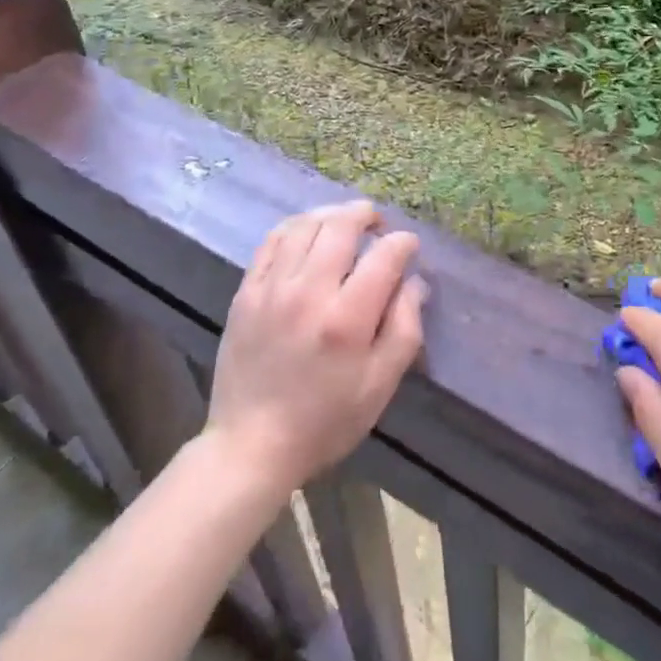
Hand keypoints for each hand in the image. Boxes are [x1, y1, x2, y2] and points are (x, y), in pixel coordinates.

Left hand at [207, 200, 426, 496]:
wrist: (251, 445)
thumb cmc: (326, 420)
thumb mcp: (381, 385)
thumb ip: (405, 328)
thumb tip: (414, 282)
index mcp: (347, 319)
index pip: (384, 255)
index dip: (403, 243)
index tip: (409, 247)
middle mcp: (308, 293)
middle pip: (341, 226)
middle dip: (366, 215)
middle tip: (377, 223)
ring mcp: (272, 288)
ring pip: (305, 225)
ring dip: (331, 215)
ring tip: (345, 223)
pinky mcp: (246, 292)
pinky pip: (272, 241)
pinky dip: (296, 226)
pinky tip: (308, 233)